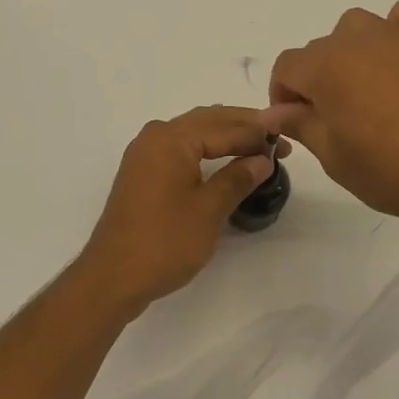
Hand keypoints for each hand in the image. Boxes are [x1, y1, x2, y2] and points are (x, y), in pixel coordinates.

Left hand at [73, 106, 288, 315]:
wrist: (113, 276)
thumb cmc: (164, 241)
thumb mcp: (209, 210)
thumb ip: (237, 178)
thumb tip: (262, 159)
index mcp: (171, 138)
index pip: (224, 127)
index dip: (257, 135)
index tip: (285, 144)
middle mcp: (155, 136)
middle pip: (207, 121)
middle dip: (242, 128)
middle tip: (276, 140)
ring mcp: (145, 154)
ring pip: (193, 133)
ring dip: (224, 136)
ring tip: (256, 147)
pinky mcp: (142, 173)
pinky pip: (180, 149)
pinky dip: (206, 150)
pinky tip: (224, 161)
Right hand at [269, 0, 398, 233]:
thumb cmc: (391, 172)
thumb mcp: (333, 157)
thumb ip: (299, 124)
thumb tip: (272, 112)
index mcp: (327, 67)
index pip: (287, 66)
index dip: (283, 95)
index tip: (296, 122)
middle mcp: (358, 40)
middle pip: (320, 49)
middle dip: (316, 80)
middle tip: (332, 120)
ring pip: (358, 26)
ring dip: (351, 50)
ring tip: (365, 87)